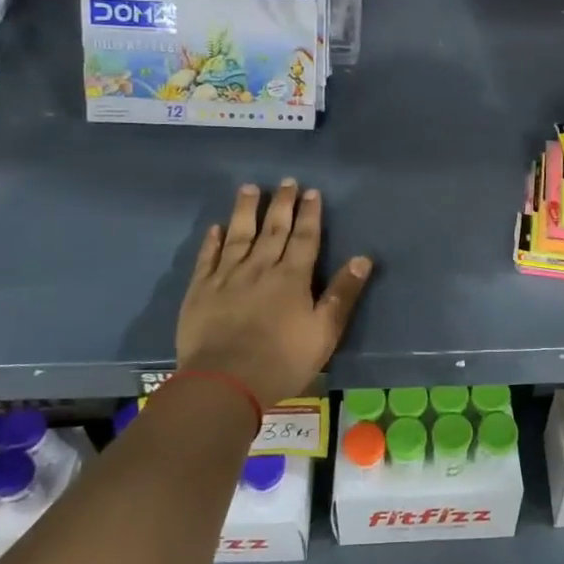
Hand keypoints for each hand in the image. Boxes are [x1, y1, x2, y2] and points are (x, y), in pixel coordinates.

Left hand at [176, 180, 373, 407]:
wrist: (224, 382)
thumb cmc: (282, 360)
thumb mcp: (324, 332)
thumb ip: (343, 294)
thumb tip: (363, 259)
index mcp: (292, 277)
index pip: (304, 238)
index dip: (309, 214)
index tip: (311, 192)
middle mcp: (260, 268)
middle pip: (273, 230)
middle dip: (281, 204)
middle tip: (286, 182)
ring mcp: (227, 277)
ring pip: (238, 236)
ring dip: (245, 211)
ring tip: (249, 188)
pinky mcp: (200, 291)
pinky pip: (207, 258)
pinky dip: (212, 241)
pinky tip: (215, 228)